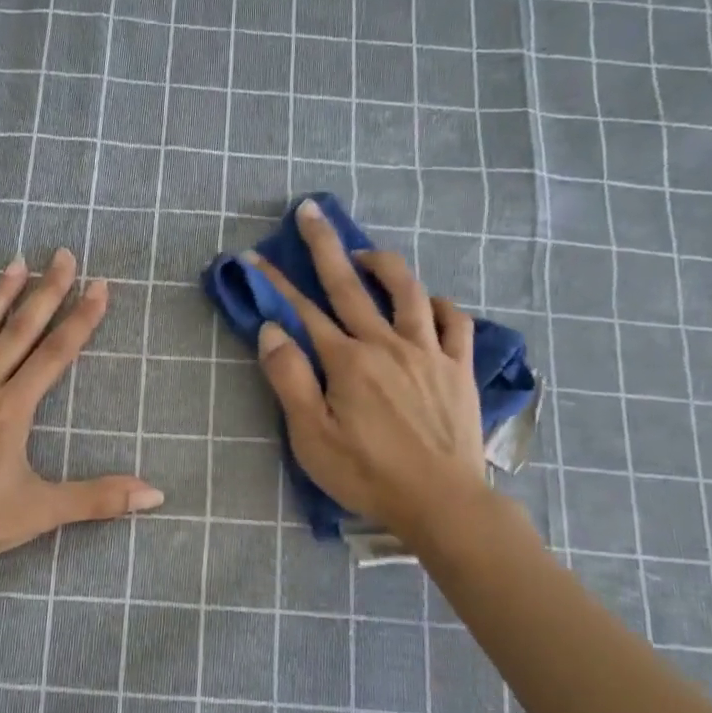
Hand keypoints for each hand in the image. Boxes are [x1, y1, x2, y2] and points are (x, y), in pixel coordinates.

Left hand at [0, 249, 162, 578]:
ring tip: (17, 262)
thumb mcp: (39, 513)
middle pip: (20, 330)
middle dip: (46, 291)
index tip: (100, 285)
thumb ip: (98, 499)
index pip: (56, 353)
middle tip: (63, 255)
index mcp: (12, 409)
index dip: (82, 318)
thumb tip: (155, 495)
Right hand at [249, 200, 490, 536]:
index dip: (275, 283)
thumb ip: (289, 380)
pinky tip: (427, 303)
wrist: (442, 501)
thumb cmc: (367, 474)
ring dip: (383, 264)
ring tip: (366, 255)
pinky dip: (439, 303)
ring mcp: (428, 352)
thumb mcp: (312, 437)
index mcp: (347, 361)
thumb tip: (271, 330)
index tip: (253, 257)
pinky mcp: (458, 367)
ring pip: (407, 291)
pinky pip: (454, 321)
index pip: (303, 311)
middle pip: (350, 285)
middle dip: (325, 246)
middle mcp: (387, 343)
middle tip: (310, 211)